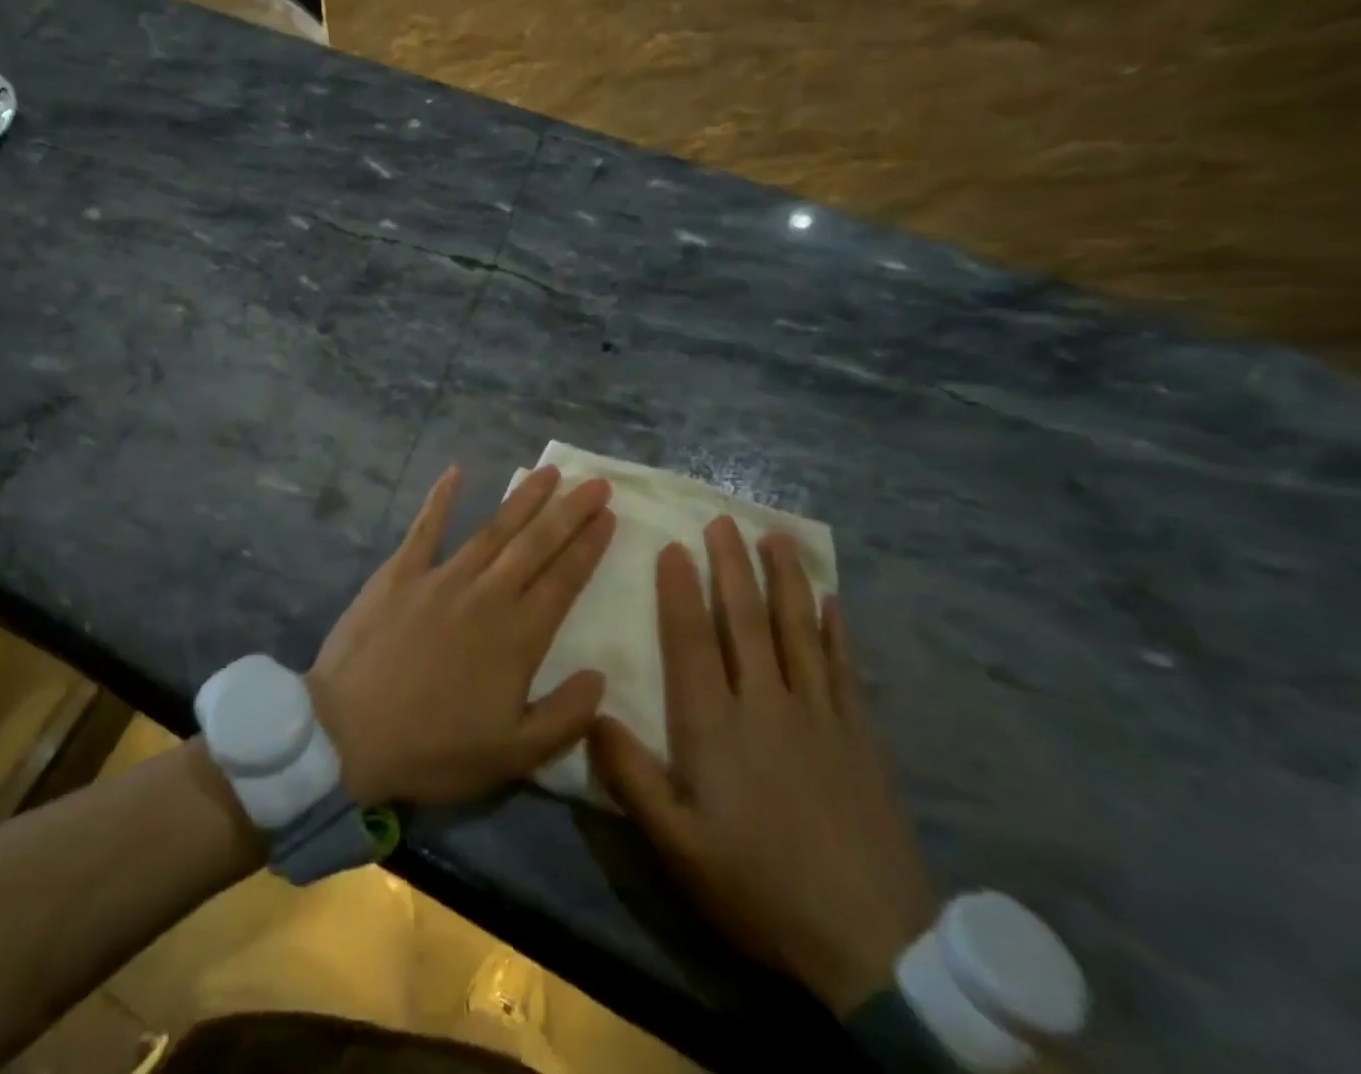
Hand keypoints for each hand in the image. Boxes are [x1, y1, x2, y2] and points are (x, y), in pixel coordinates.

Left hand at [308, 463, 613, 806]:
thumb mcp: (513, 756)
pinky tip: (455, 471)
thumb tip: (600, 676)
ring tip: (548, 471)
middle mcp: (485, 595)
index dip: (589, 545)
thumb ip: (565, 717)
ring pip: (492, 529)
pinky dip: (440, 498)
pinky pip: (424, 528)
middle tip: (595, 482)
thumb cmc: (433, 749)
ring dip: (522, 498)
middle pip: (535, 544)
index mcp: (517, 636)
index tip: (609, 515)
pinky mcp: (399, 573)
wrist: (347, 733)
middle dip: (569, 511)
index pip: (564, 579)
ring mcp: (440, 578)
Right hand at [589, 518, 933, 1013]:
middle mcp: (765, 703)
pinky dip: (835, 629)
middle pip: (745, 620)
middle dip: (731, 566)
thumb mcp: (678, 846)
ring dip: (784, 580)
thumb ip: (631, 777)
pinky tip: (831, 600)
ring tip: (775, 538)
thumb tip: (593, 713)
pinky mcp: (859, 735)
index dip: (679, 590)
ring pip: (796, 630)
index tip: (674, 546)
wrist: (872, 944)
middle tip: (723, 520)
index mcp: (715, 726)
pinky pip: (843, 667)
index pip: (691, 640)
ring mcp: (818, 715)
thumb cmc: (758, 887)